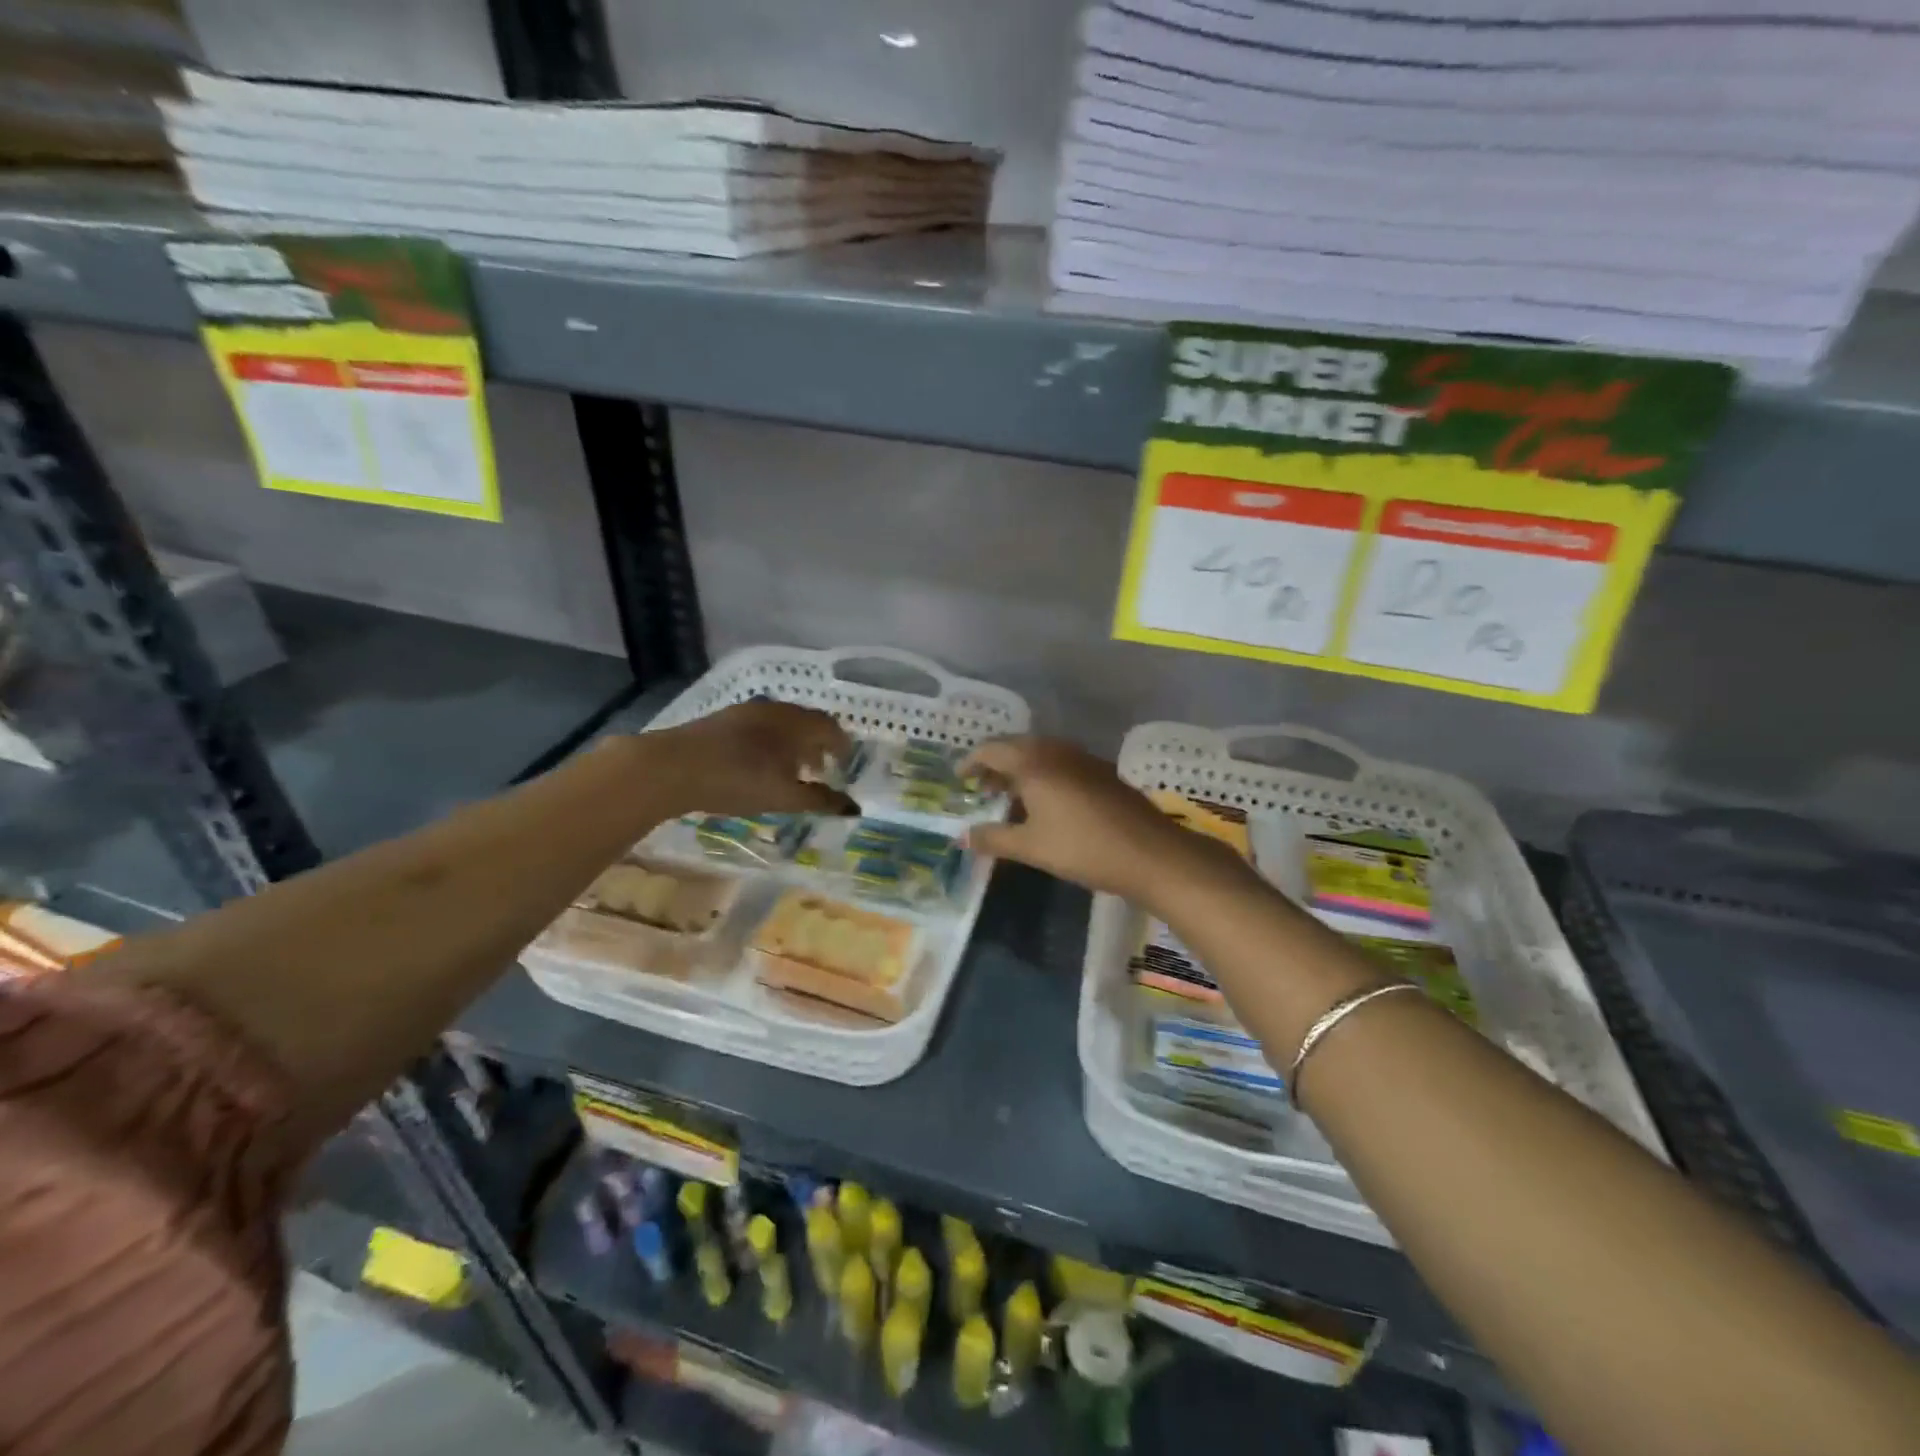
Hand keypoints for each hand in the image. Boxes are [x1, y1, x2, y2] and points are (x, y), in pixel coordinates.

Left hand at [643, 700, 857, 818]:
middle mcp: (777, 710)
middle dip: (818, 744)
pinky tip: (757, 763)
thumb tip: (855, 807)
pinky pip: (760, 726)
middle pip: (807, 722)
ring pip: (782, 723)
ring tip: (790, 769)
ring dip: (793, 743)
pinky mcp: (723, 719)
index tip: (844, 764)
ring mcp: (747, 711)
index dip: (841, 745)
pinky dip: (770, 742)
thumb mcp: (784, 797)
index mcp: (797, 724)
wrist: (673, 766)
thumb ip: (821, 800)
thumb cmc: (738, 780)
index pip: (830, 727)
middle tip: (820, 769)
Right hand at [961, 737, 1246, 910]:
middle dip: (996, 764)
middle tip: (983, 789)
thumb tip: (961, 836)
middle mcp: (1056, 751)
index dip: (972, 762)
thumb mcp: (1031, 847)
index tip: (961, 779)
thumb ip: (993, 838)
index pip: (992, 749)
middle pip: (1016, 746)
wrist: (1150, 853)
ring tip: (1012, 797)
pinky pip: (1062, 762)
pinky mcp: (1103, 771)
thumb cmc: (1083, 848)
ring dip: (1021, 769)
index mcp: (1033, 763)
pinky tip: (1047, 802)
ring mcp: (1083, 758)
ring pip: (1041, 753)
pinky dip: (1044, 774)